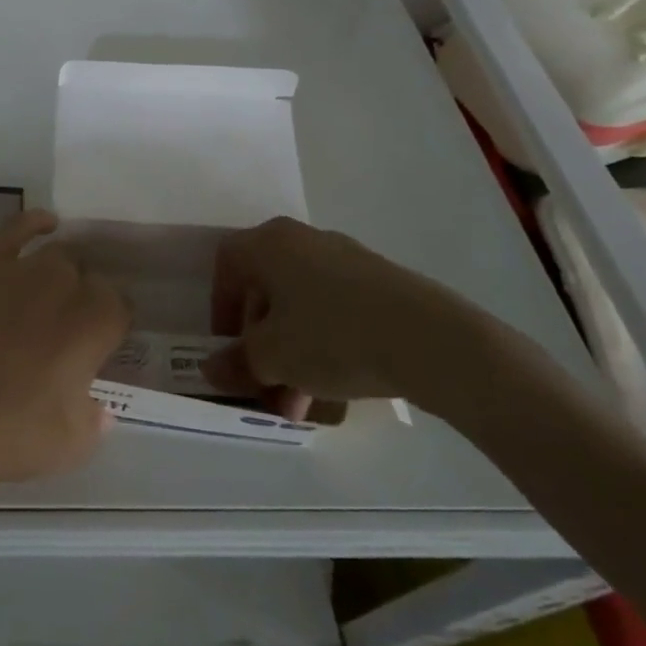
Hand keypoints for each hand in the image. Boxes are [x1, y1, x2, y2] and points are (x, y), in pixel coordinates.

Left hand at [0, 210, 130, 487]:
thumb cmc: (9, 433)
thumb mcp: (72, 445)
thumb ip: (94, 420)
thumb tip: (100, 408)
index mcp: (95, 324)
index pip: (119, 307)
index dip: (110, 325)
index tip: (101, 343)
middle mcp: (65, 285)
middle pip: (87, 277)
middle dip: (83, 298)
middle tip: (67, 328)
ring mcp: (21, 268)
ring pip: (56, 255)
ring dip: (60, 272)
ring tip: (51, 292)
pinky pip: (15, 229)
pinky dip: (34, 223)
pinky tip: (45, 224)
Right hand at [201, 217, 490, 419]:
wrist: (433, 341)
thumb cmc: (333, 336)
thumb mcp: (273, 357)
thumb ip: (236, 362)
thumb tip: (211, 369)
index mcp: (270, 243)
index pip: (226, 265)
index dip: (220, 307)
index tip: (227, 346)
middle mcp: (304, 240)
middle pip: (266, 290)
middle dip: (260, 343)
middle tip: (264, 384)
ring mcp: (347, 260)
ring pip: (302, 306)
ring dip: (293, 353)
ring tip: (300, 404)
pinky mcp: (382, 284)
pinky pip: (336, 311)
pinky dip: (325, 345)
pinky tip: (335, 389)